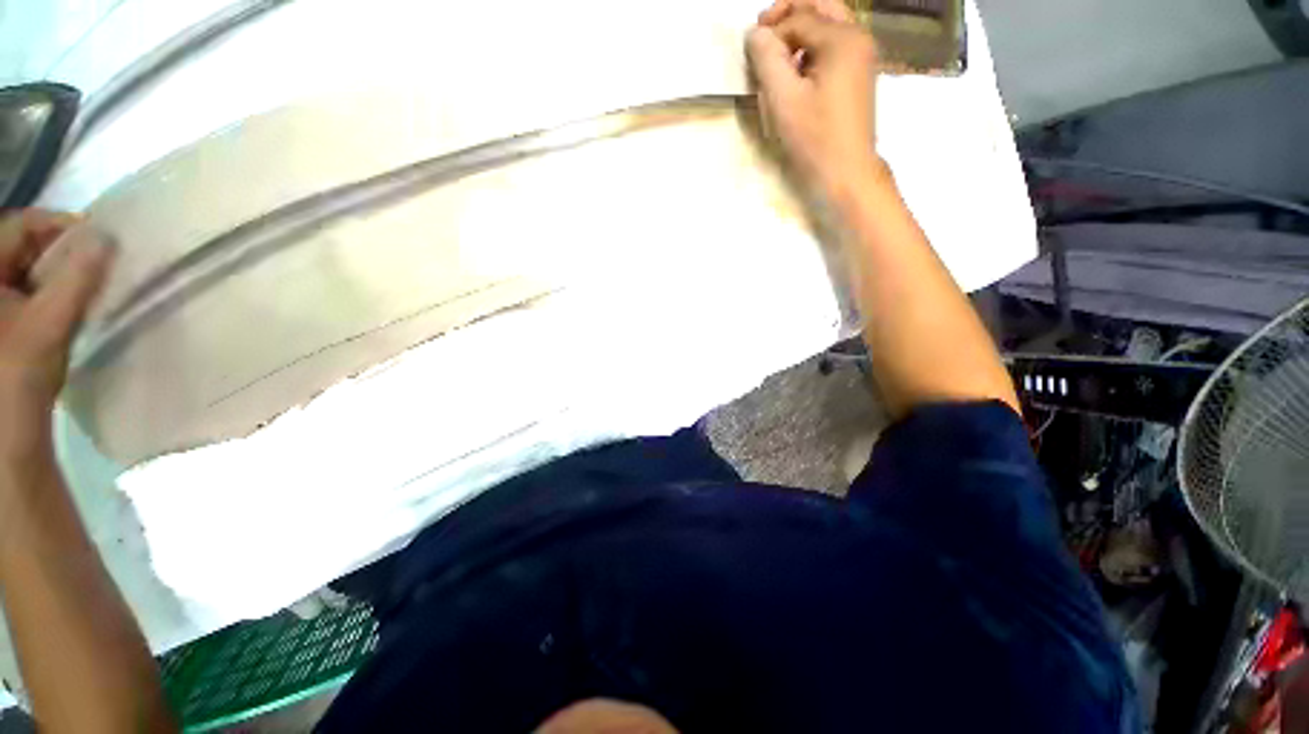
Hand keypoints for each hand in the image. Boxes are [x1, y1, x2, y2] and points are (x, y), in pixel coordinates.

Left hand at [0, 210, 109, 464]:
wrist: (6, 428)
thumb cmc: (18, 372)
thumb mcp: (49, 323)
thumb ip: (78, 278)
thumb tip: (107, 237)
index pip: (20, 225)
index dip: (59, 224)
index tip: (99, 235)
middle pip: (20, 246)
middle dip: (59, 251)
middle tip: (95, 260)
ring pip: (25, 269)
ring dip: (56, 272)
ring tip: (84, 283)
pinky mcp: (3, 321)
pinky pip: (24, 290)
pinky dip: (48, 291)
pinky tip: (66, 303)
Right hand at [747, 0, 881, 193]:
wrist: (847, 174)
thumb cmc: (815, 140)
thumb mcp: (784, 100)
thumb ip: (767, 60)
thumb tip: (755, 34)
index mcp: (842, 39)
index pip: (799, 17)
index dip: (771, 30)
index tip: (751, 53)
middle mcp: (857, 38)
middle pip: (820, 7)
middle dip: (788, 16)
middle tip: (763, 34)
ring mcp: (861, 57)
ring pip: (827, 26)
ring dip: (799, 32)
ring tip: (776, 58)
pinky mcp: (857, 76)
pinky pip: (832, 48)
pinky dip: (810, 51)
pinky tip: (795, 74)